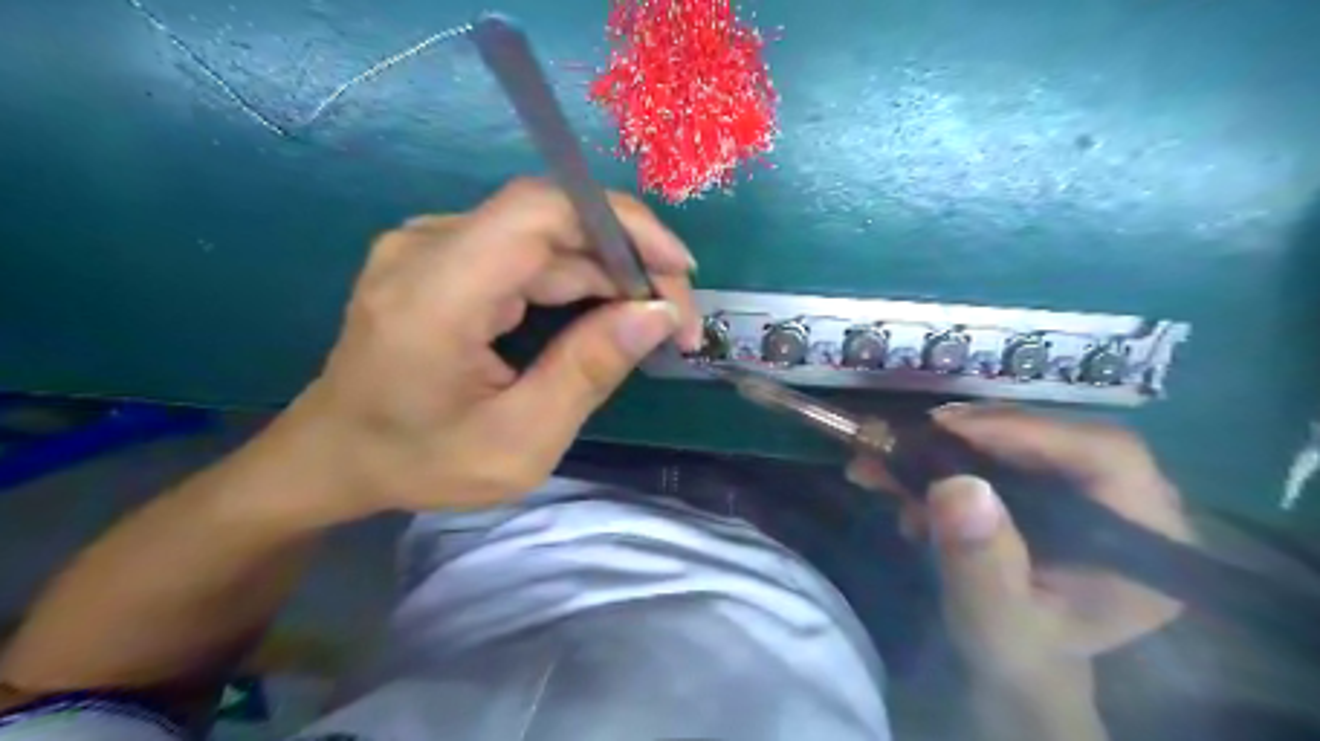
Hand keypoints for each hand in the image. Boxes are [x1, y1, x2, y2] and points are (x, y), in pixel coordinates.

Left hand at [252, 177, 701, 522]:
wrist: (332, 457)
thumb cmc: (419, 462)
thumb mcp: (519, 442)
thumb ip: (588, 371)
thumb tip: (657, 314)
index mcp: (436, 294)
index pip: (541, 212)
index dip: (621, 224)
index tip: (679, 271)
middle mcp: (428, 247)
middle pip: (553, 224)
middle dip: (629, 263)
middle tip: (675, 321)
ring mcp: (430, 246)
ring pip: (545, 240)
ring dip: (607, 275)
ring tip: (649, 324)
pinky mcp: (442, 258)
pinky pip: (525, 254)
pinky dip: (575, 281)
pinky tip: (602, 317)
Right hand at [852, 407, 1191, 687]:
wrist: (1012, 660)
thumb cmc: (1017, 653)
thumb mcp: (994, 622)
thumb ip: (981, 565)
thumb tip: (958, 485)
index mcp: (1145, 542)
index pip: (1107, 455)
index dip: (1028, 430)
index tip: (949, 429)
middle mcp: (1128, 505)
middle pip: (1058, 437)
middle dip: (977, 433)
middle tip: (914, 436)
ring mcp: (1088, 491)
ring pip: (1023, 439)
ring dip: (951, 444)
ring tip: (893, 460)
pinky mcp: (1050, 486)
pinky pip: (1000, 452)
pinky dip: (945, 458)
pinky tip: (901, 478)